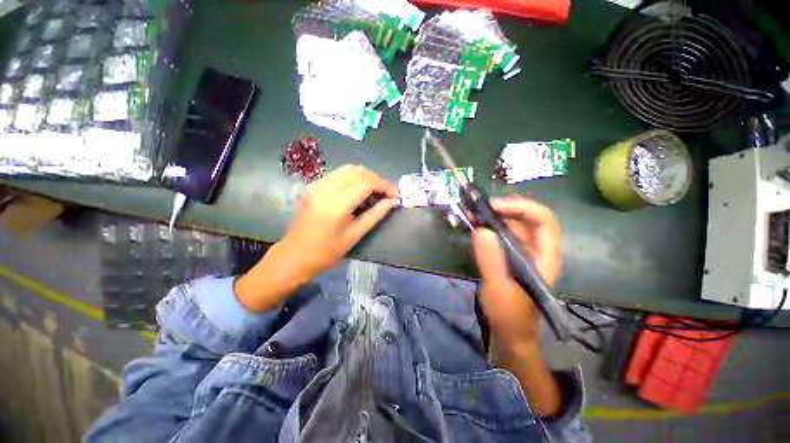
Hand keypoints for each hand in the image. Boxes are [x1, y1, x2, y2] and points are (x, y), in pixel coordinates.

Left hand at [235, 165, 398, 311]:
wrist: (293, 256)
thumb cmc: (326, 252)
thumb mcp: (355, 235)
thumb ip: (376, 215)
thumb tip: (394, 201)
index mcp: (336, 204)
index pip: (366, 183)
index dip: (385, 186)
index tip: (396, 195)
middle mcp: (325, 188)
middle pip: (358, 172)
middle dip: (377, 180)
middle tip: (388, 194)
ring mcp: (317, 184)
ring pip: (349, 169)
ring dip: (366, 177)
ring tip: (376, 193)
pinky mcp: (314, 185)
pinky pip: (339, 174)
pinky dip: (354, 178)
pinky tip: (360, 191)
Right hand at [472, 197, 563, 417]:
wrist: (509, 334)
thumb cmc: (509, 315)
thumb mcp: (498, 288)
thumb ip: (491, 260)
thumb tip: (481, 229)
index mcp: (543, 256)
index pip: (543, 220)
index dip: (521, 207)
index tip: (494, 206)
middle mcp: (534, 249)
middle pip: (524, 219)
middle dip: (501, 209)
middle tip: (477, 209)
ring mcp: (519, 252)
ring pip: (509, 225)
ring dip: (490, 217)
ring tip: (469, 215)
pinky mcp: (505, 256)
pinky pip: (497, 235)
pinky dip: (484, 228)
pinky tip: (470, 226)